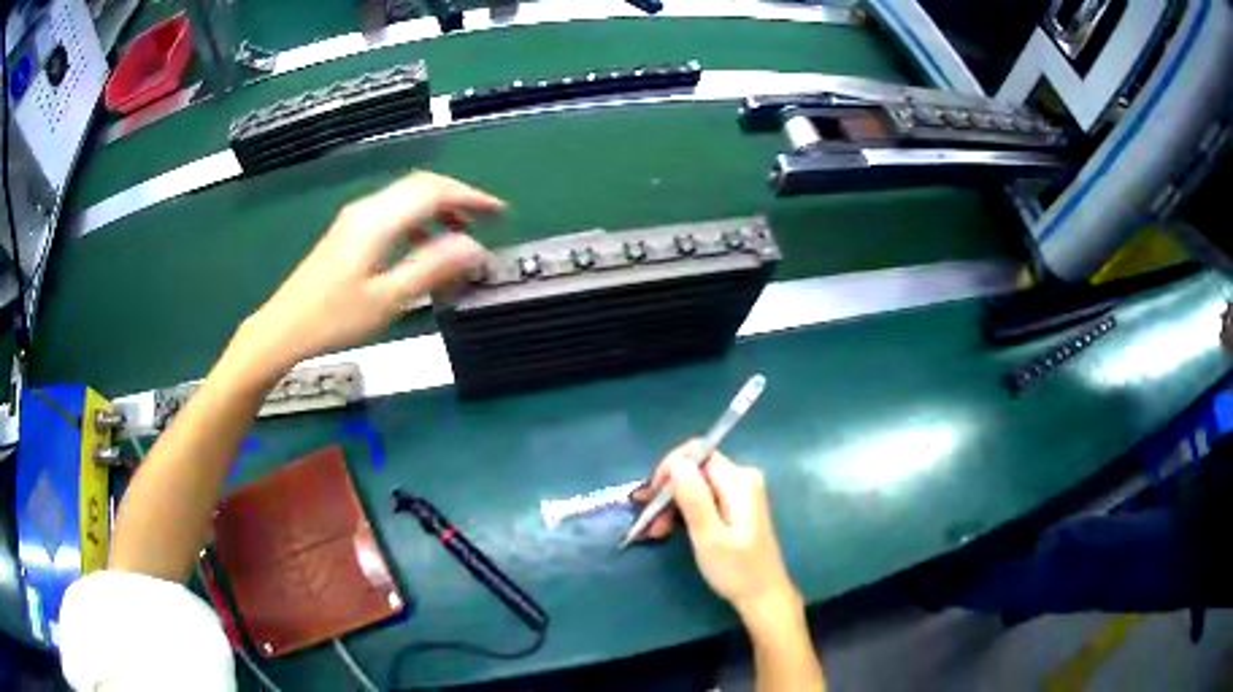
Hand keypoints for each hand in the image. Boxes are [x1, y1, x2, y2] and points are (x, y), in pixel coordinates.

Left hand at [241, 172, 504, 372]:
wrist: (283, 328)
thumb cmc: (334, 319)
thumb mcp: (388, 299)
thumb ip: (432, 268)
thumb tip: (476, 249)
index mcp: (379, 221)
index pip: (434, 192)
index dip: (471, 198)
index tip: (500, 213)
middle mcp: (368, 210)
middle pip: (421, 186)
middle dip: (458, 198)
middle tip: (486, 221)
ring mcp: (355, 219)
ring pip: (406, 198)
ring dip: (438, 210)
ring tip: (460, 238)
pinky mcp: (348, 233)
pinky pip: (393, 213)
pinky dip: (418, 222)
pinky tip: (422, 247)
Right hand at [630, 441, 800, 619]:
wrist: (763, 594)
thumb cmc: (736, 570)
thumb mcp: (709, 537)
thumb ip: (694, 499)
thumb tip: (677, 463)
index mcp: (739, 481)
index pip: (697, 454)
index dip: (670, 468)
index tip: (651, 495)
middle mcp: (742, 478)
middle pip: (695, 470)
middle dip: (668, 491)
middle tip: (649, 522)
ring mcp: (741, 491)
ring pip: (696, 485)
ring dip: (673, 504)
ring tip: (656, 532)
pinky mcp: (737, 505)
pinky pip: (705, 497)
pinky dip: (686, 511)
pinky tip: (670, 530)